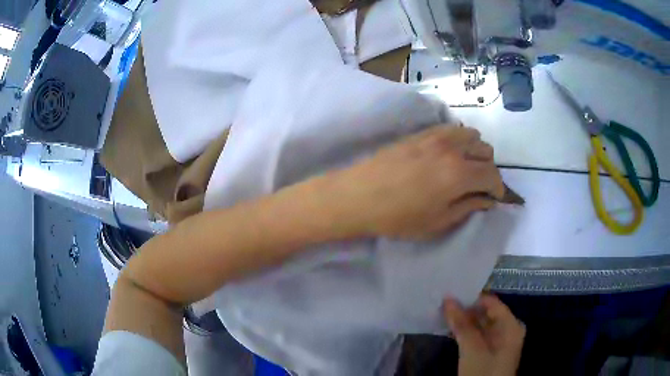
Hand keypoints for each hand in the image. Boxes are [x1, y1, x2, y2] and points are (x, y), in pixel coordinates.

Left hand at [324, 125, 504, 239]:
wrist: (359, 195)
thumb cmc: (398, 217)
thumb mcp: (438, 222)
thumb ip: (468, 207)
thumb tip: (487, 200)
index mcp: (460, 173)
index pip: (492, 174)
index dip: (498, 188)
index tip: (495, 198)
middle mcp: (452, 148)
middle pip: (485, 150)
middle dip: (488, 169)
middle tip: (479, 185)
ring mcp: (435, 136)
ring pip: (470, 134)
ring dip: (475, 150)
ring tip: (466, 167)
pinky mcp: (420, 133)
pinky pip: (450, 128)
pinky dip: (459, 140)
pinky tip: (448, 154)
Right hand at [443, 295, 525, 375]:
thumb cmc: (483, 371)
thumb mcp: (472, 349)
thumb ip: (461, 324)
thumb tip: (448, 299)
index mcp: (511, 325)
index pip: (492, 303)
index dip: (472, 298)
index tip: (451, 294)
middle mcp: (507, 330)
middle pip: (486, 313)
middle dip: (465, 310)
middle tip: (443, 303)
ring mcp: (498, 342)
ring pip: (480, 325)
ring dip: (463, 321)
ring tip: (443, 314)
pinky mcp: (489, 352)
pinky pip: (477, 336)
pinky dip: (464, 333)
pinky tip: (450, 329)